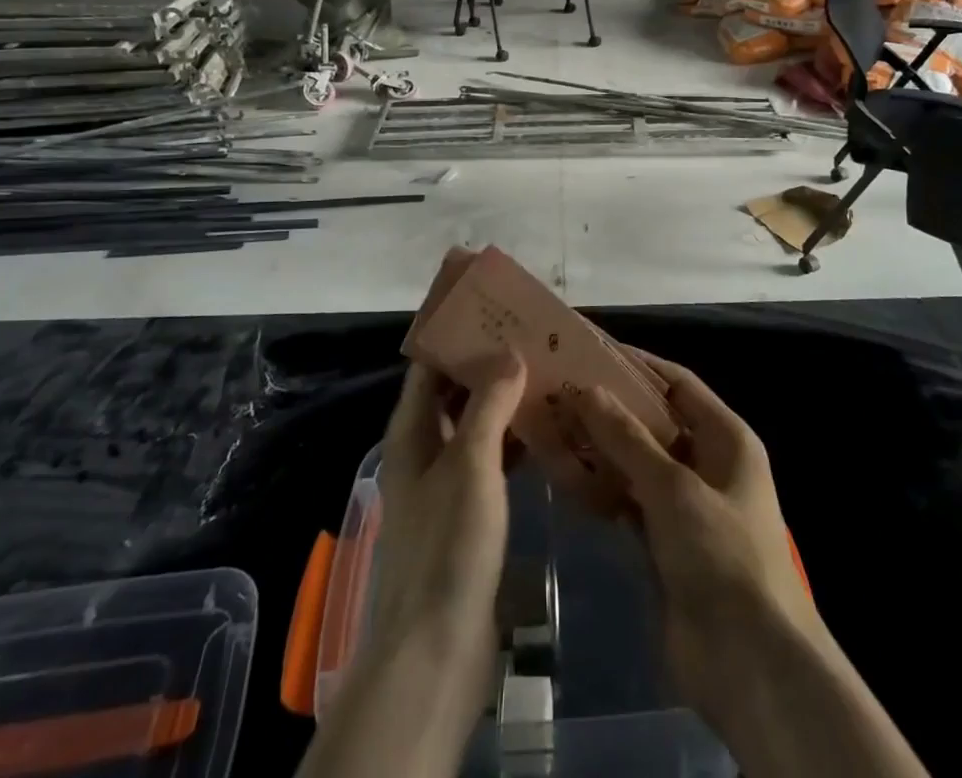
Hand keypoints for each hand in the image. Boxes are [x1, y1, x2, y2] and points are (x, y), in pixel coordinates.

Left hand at [296, 355, 526, 777]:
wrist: (436, 652)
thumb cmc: (448, 546)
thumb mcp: (471, 464)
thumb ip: (489, 404)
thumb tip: (509, 351)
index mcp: (412, 432)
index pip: (430, 367)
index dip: (456, 336)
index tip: (494, 309)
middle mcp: (424, 451)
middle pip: (455, 394)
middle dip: (489, 366)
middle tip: (534, 339)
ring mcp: (445, 485)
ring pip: (476, 427)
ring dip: (505, 403)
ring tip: (548, 375)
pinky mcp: (467, 515)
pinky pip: (491, 462)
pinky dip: (513, 443)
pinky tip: (547, 433)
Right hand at [572, 352, 819, 711]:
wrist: (750, 666)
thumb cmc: (723, 556)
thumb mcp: (673, 487)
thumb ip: (626, 437)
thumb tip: (584, 389)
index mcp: (726, 438)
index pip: (676, 383)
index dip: (636, 365)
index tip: (590, 351)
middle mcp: (707, 464)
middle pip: (652, 422)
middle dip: (609, 408)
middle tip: (559, 389)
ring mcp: (685, 506)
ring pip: (636, 463)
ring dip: (600, 449)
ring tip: (551, 426)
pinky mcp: (664, 543)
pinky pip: (628, 502)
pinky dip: (601, 490)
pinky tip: (565, 477)